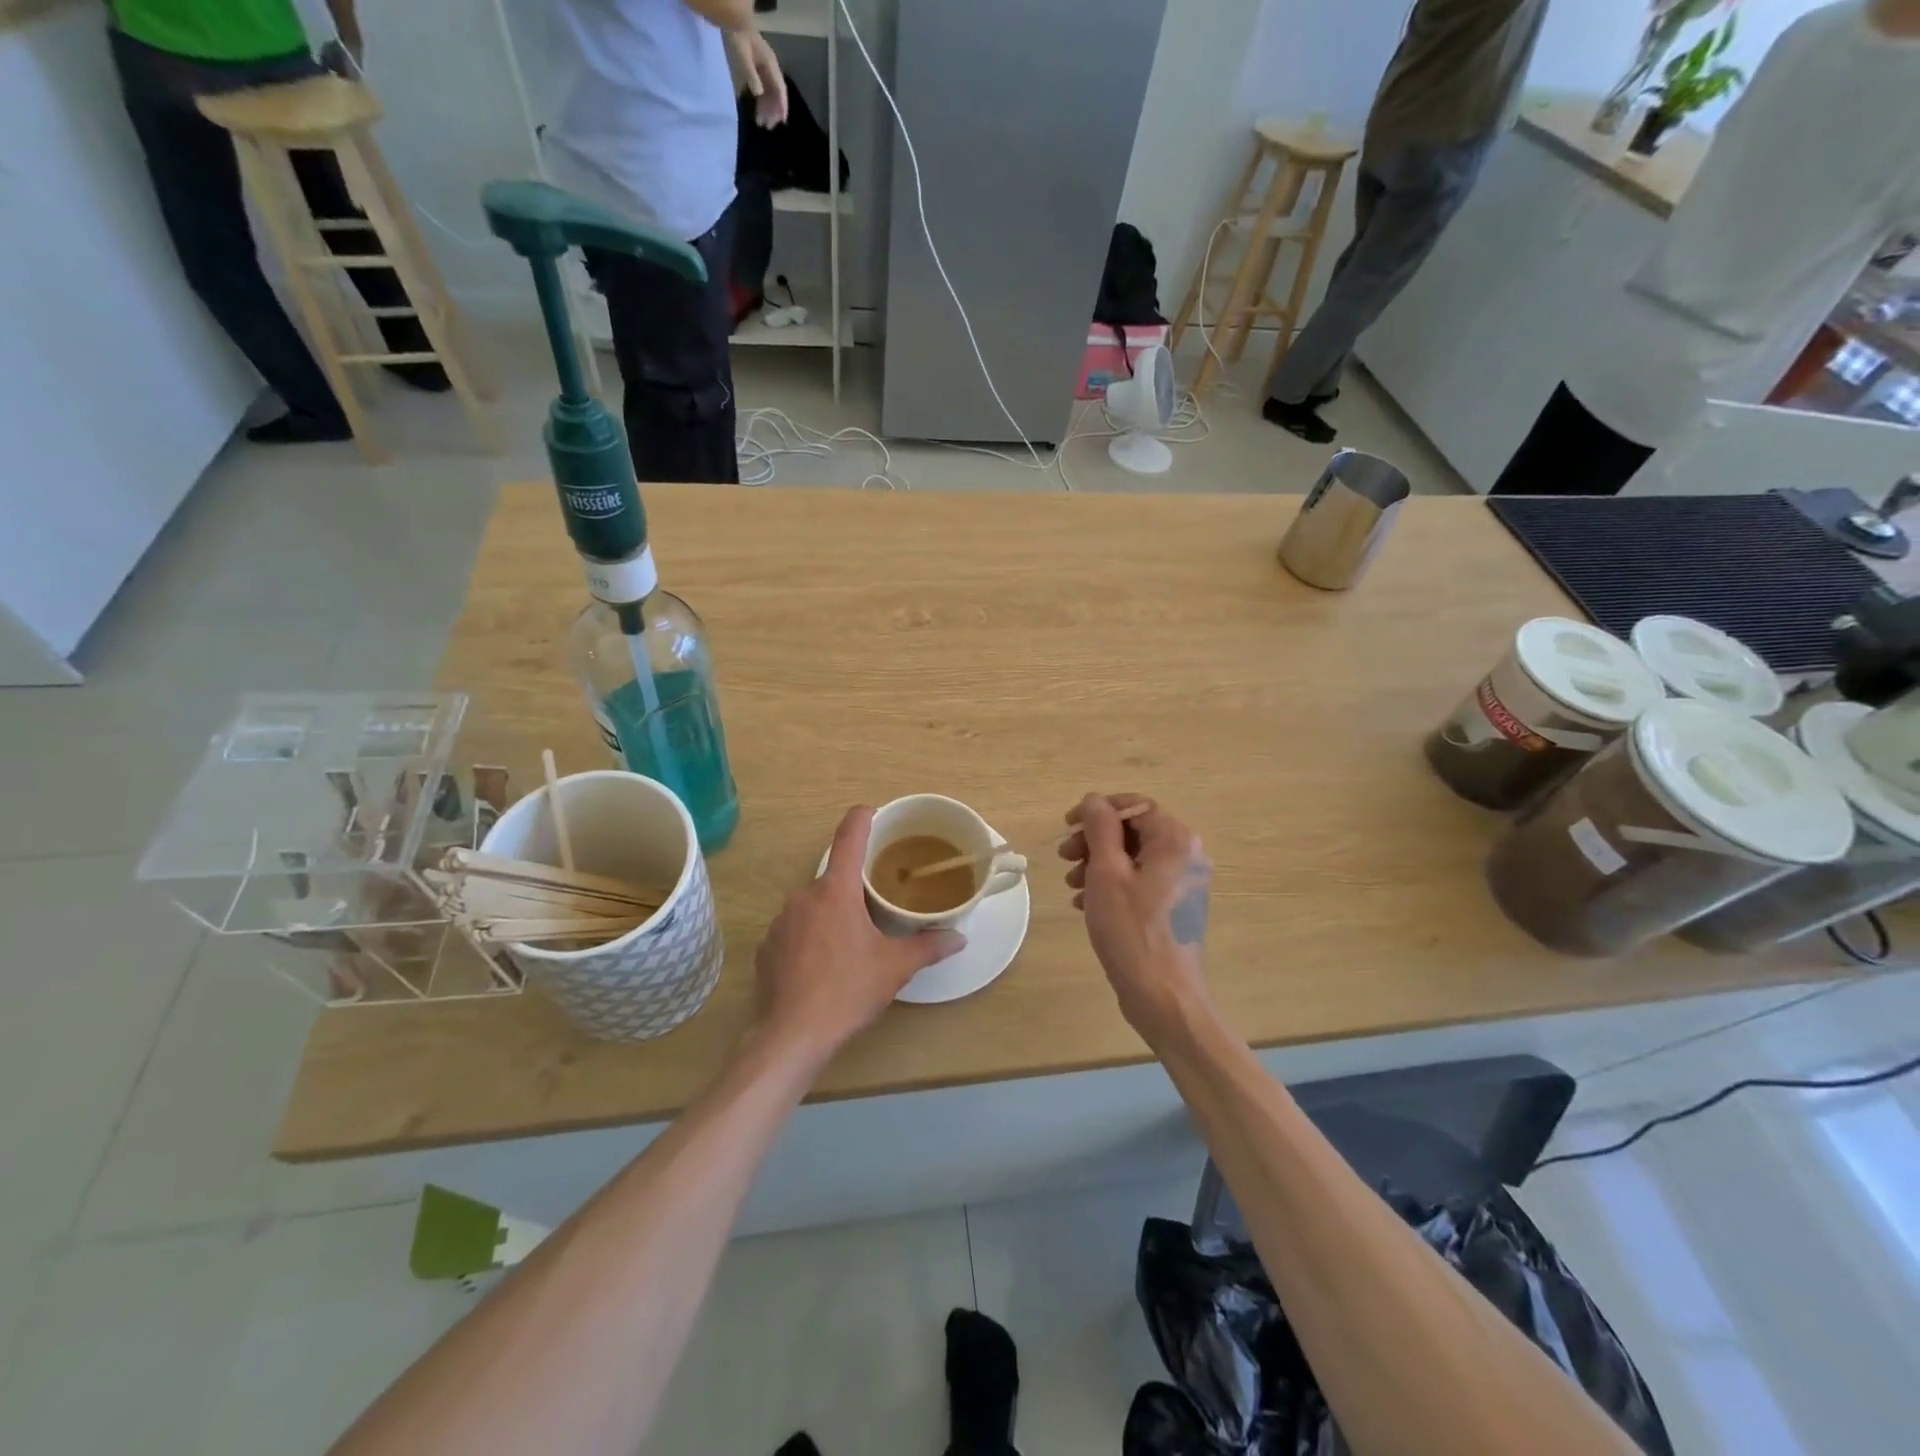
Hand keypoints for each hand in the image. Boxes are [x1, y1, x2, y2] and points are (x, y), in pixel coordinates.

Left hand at [728, 29, 788, 127]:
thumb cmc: (737, 38)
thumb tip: (759, 93)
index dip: (782, 105)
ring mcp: (765, 70)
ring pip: (770, 94)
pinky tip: (757, 110)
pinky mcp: (758, 71)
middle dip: (773, 111)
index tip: (782, 121)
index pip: (780, 89)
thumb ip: (751, 75)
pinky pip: (763, 90)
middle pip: (776, 94)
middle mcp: (771, 69)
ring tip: (760, 123)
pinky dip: (761, 102)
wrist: (731, 21)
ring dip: (767, 109)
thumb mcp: (743, 56)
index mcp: (770, 64)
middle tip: (768, 127)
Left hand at [753, 806, 963, 1059]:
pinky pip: (795, 930)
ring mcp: (781, 921)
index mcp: (836, 891)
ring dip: (832, 914)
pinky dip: (810, 937)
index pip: (849, 837)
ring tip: (852, 942)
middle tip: (878, 906)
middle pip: (834, 877)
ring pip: (813, 905)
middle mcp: (804, 896)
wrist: (792, 1034)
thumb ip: (928, 946)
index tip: (873, 812)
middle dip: (855, 887)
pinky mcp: (767, 947)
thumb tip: (959, 938)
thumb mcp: (894, 967)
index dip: (863, 818)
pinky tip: (823, 965)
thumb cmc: (848, 990)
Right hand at [1060, 794, 1213, 1042]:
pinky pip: (1141, 880)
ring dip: (1099, 864)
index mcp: (1176, 840)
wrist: (1163, 996)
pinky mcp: (1175, 906)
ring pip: (1133, 857)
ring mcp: (1184, 882)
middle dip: (1094, 840)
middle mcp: (1187, 855)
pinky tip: (1087, 904)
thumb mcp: (1106, 873)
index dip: (1097, 811)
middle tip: (1065, 857)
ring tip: (1072, 885)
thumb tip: (1093, 799)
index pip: (1133, 805)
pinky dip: (1112, 884)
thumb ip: (1099, 828)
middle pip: (1133, 830)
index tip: (1067, 826)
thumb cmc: (1132, 931)